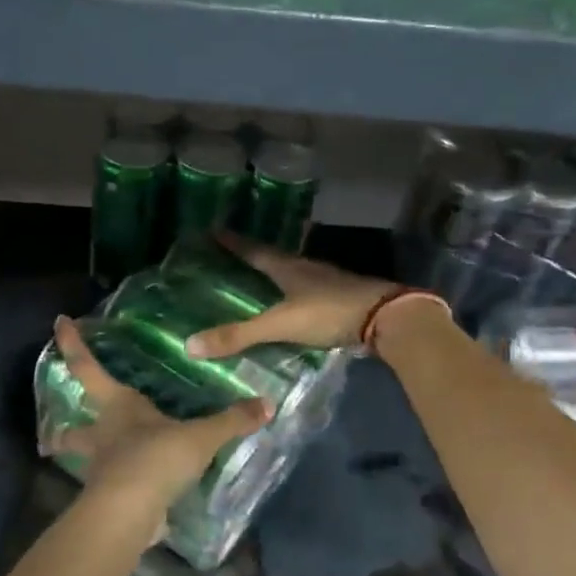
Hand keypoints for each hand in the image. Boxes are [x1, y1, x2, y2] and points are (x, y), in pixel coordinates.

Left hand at [45, 316, 268, 521]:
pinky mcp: (109, 500)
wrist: (130, 513)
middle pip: (74, 430)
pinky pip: (110, 489)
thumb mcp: (200, 437)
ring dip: (84, 462)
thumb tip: (266, 404)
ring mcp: (102, 470)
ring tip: (96, 464)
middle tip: (52, 434)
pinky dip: (115, 488)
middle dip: (63, 432)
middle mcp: (103, 434)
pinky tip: (131, 492)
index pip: (88, 368)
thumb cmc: (156, 458)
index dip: (73, 345)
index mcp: (118, 407)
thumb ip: (231, 421)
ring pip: (86, 462)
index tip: (59, 323)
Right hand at [185, 233, 396, 358]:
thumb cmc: (329, 312)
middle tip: (230, 259)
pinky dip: (292, 296)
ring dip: (274, 276)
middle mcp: (305, 268)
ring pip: (292, 274)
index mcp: (288, 267)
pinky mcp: (340, 298)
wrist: (386, 317)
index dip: (233, 242)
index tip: (214, 230)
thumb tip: (190, 345)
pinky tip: (289, 307)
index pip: (253, 250)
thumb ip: (239, 335)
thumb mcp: (280, 324)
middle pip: (273, 258)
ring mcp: (326, 282)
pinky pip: (307, 292)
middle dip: (252, 257)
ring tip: (255, 283)